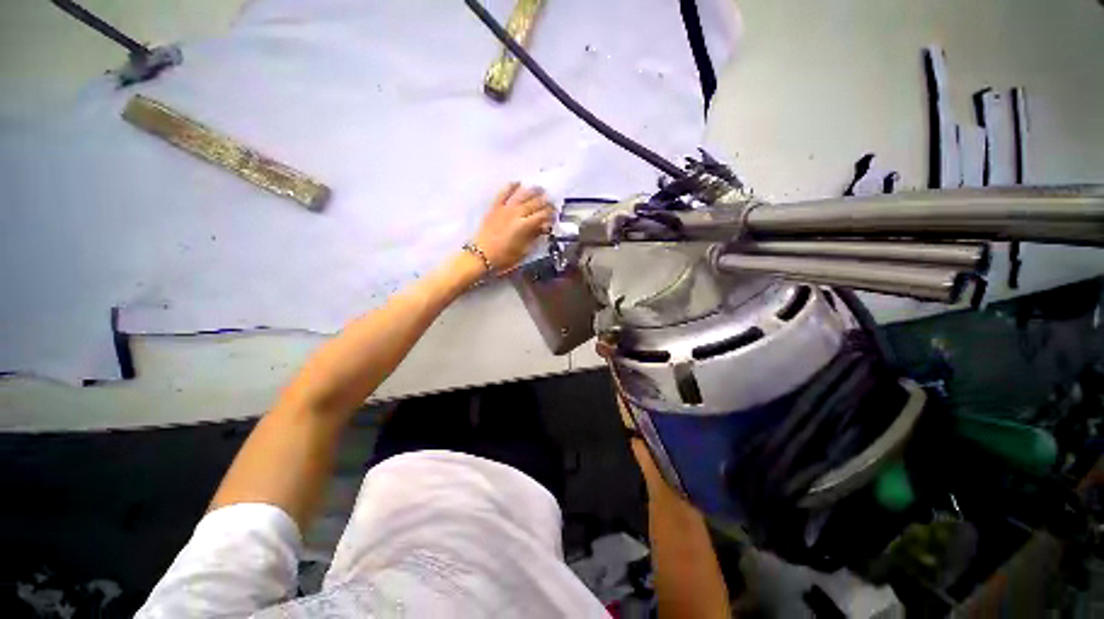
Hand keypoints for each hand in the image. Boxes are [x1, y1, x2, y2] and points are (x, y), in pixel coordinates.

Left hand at [473, 182, 554, 273]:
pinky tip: (517, 183)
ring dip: (532, 191)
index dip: (550, 214)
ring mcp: (505, 208)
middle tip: (551, 201)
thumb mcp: (523, 251)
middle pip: (534, 203)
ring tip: (540, 188)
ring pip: (521, 195)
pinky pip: (503, 193)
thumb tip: (543, 227)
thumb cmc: (504, 257)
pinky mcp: (494, 207)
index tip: (555, 214)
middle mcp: (516, 213)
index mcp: (525, 226)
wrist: (481, 256)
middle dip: (545, 202)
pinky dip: (511, 186)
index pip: (542, 215)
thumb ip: (534, 237)